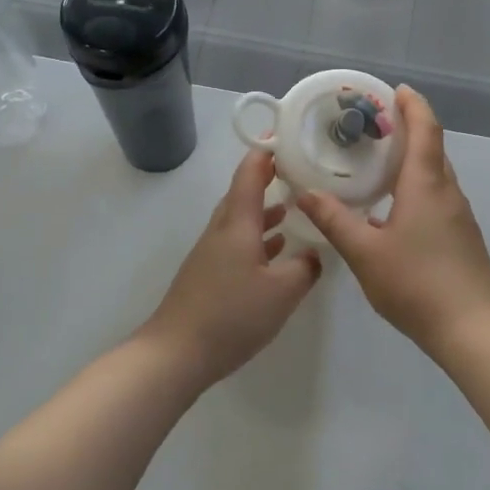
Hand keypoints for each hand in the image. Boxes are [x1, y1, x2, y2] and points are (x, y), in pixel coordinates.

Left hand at [140, 149, 321, 385]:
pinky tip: (275, 252)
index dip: (267, 152)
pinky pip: (237, 242)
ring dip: (265, 210)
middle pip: (243, 193)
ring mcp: (211, 253)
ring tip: (293, 207)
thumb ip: (304, 268)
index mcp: (237, 223)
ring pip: (241, 220)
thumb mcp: (282, 292)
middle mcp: (222, 230)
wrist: (175, 353)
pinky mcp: (209, 275)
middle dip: (269, 178)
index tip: (287, 137)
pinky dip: (258, 238)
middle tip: (299, 171)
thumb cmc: (231, 315)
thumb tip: (313, 254)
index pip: (250, 173)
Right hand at [295, 86, 489, 350]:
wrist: (474, 330)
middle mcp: (447, 192)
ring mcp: (459, 215)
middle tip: (375, 125)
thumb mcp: (365, 253)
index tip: (396, 90)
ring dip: (413, 158)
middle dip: (409, 128)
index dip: (413, 105)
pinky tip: (394, 207)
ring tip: (379, 161)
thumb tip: (306, 193)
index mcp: (426, 185)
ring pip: (436, 174)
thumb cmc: (417, 283)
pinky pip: (438, 195)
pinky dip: (417, 184)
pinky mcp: (462, 237)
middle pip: (432, 148)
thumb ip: (335, 220)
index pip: (425, 129)